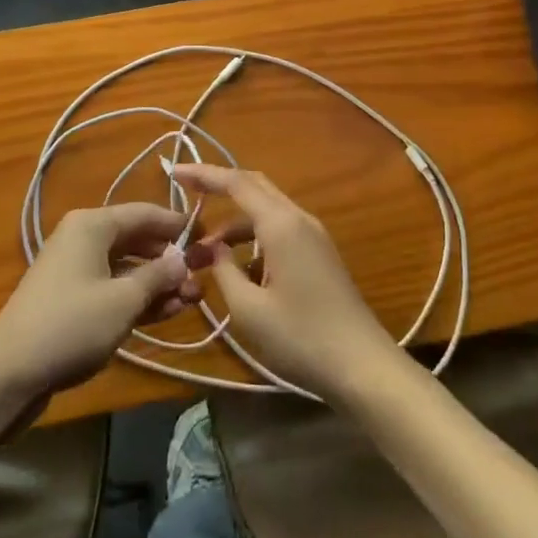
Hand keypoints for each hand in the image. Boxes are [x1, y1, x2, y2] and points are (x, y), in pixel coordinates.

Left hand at [0, 204, 200, 404]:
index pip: (145, 213)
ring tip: (191, 299)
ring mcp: (75, 269)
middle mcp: (83, 238)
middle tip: (202, 277)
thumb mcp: (123, 299)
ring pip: (126, 267)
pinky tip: (165, 312)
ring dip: (157, 282)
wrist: (8, 373)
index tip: (207, 236)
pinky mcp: (71, 298)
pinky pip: (112, 288)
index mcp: (93, 225)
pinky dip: (137, 297)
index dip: (177, 224)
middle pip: (136, 240)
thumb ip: (158, 276)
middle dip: (170, 260)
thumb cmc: (71, 324)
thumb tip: (182, 260)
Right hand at [170, 165, 398, 402]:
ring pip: (266, 210)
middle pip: (254, 186)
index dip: (204, 174)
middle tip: (185, 192)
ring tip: (204, 252)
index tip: (175, 171)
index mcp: (281, 223)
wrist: (362, 365)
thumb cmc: (301, 337)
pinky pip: (279, 230)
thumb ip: (224, 271)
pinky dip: (254, 238)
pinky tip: (238, 270)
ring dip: (235, 222)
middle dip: (219, 186)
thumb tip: (212, 248)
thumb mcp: (248, 310)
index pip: (236, 182)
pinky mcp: (319, 253)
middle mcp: (298, 218)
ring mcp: (313, 235)